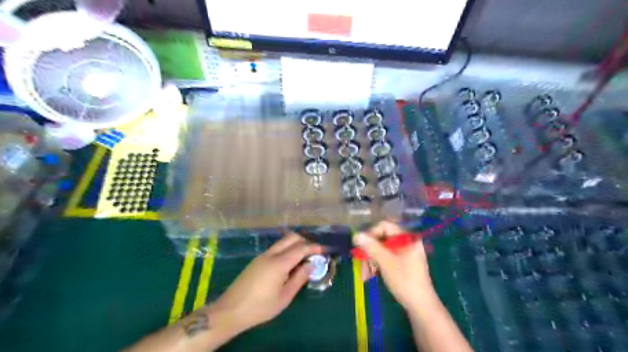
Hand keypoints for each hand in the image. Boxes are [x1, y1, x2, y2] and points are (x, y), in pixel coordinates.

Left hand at [209, 233, 320, 336]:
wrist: (230, 310)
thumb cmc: (261, 307)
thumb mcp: (285, 297)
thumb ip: (299, 278)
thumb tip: (311, 264)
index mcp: (279, 263)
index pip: (300, 248)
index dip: (313, 247)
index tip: (323, 249)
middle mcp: (271, 254)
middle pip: (290, 238)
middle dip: (304, 241)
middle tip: (313, 252)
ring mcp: (262, 256)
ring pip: (282, 242)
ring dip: (294, 245)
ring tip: (302, 258)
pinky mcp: (256, 260)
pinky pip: (275, 249)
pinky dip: (286, 250)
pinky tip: (288, 264)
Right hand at [352, 221, 436, 311]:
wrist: (421, 306)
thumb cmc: (405, 281)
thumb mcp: (386, 262)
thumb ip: (371, 247)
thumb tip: (356, 235)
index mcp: (407, 238)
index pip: (385, 226)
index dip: (371, 234)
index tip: (361, 246)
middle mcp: (407, 242)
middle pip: (382, 238)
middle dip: (369, 251)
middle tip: (360, 263)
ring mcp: (405, 252)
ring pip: (382, 249)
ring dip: (371, 260)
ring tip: (365, 274)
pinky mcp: (403, 262)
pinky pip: (386, 257)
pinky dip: (377, 264)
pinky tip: (371, 275)